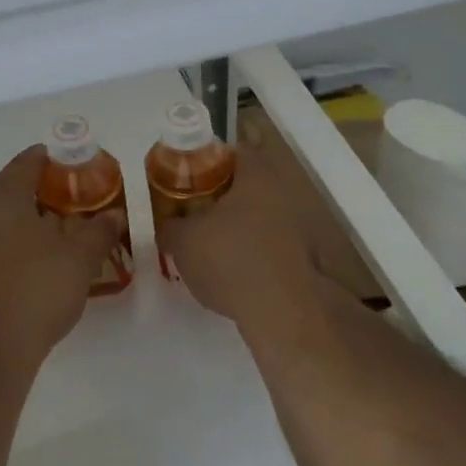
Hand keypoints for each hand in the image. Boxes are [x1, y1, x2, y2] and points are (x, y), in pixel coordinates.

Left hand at [0, 146, 124, 367]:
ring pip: (3, 215)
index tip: (78, 164)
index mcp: (4, 195)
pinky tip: (41, 259)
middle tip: (76, 198)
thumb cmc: (36, 288)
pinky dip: (18, 239)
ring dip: (30, 216)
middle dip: (43, 189)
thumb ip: (99, 230)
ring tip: (63, 229)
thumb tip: (114, 214)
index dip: (54, 159)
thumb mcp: (80, 257)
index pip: (28, 161)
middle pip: (13, 186)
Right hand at [156, 149, 326, 334]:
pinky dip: (248, 252)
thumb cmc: (230, 260)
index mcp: (255, 176)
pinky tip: (227, 271)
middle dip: (218, 195)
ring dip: (234, 226)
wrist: (283, 313)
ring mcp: (296, 227)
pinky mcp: (301, 259)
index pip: (232, 151)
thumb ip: (169, 227)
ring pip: (257, 216)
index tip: (184, 176)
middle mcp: (282, 194)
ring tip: (204, 244)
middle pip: (245, 184)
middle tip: (190, 209)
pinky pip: (266, 245)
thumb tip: (165, 226)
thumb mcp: (183, 241)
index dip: (205, 160)